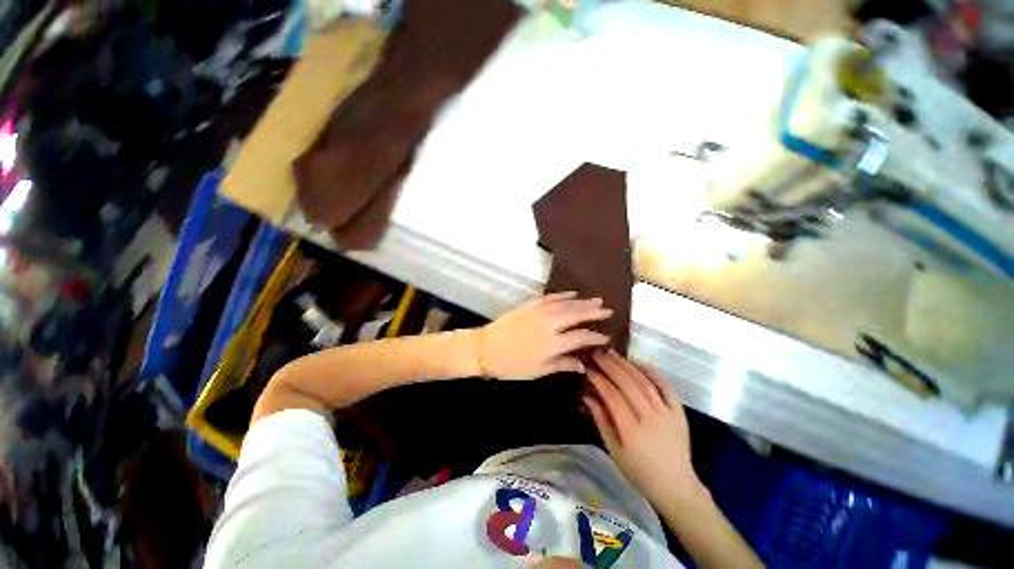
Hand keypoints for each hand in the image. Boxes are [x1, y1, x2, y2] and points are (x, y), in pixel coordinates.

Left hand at [478, 292, 611, 379]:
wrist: (486, 348)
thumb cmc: (512, 365)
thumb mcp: (539, 371)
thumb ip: (562, 365)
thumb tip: (582, 365)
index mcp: (553, 343)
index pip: (581, 337)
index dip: (595, 337)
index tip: (606, 337)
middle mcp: (550, 324)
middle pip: (577, 315)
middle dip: (594, 312)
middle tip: (608, 310)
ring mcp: (540, 311)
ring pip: (566, 303)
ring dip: (582, 301)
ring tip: (596, 300)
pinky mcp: (530, 304)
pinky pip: (550, 297)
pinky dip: (563, 295)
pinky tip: (572, 294)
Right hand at [584, 350, 703, 507]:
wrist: (676, 485)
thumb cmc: (639, 471)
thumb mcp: (614, 450)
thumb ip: (601, 420)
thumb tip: (587, 395)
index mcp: (631, 430)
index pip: (612, 396)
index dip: (599, 379)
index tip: (588, 368)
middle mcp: (650, 417)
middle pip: (628, 384)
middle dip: (610, 366)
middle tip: (597, 354)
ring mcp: (667, 413)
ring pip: (644, 381)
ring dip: (627, 364)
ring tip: (613, 353)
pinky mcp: (679, 411)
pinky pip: (665, 386)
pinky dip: (652, 372)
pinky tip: (638, 363)